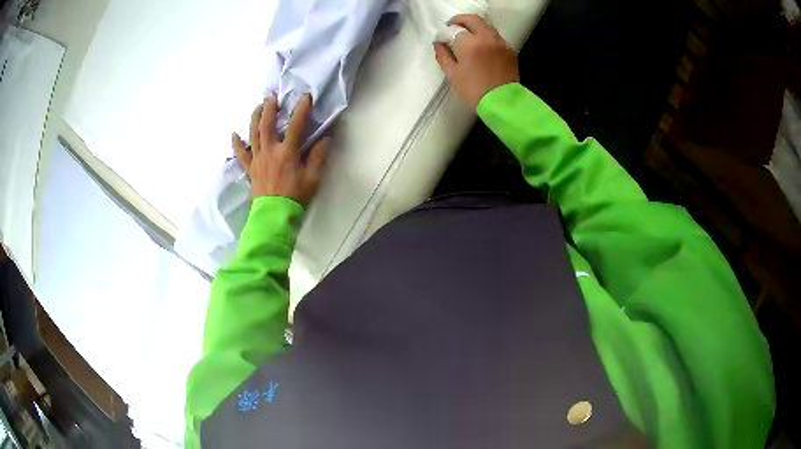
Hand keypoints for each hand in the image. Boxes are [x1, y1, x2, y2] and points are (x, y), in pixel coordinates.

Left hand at [232, 94, 328, 206]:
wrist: (274, 216)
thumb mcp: (313, 178)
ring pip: (253, 134)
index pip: (296, 125)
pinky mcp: (250, 168)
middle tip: (272, 96)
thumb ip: (318, 156)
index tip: (305, 97)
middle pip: (267, 125)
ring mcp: (257, 159)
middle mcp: (270, 151)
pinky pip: (241, 154)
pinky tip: (234, 134)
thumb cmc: (296, 197)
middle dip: (270, 108)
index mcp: (287, 152)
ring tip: (258, 106)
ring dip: (255, 118)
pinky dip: (237, 143)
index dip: (301, 109)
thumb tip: (324, 138)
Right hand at [434, 15, 519, 108]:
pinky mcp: (509, 49)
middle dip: (460, 20)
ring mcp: (500, 42)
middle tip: (453, 28)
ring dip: (474, 26)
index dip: (446, 32)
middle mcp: (487, 37)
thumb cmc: (474, 90)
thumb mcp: (452, 75)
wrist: (502, 103)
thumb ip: (443, 56)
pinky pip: (495, 36)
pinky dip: (486, 35)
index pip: (455, 28)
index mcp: (470, 43)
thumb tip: (438, 44)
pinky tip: (482, 46)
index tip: (443, 38)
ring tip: (467, 36)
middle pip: (473, 19)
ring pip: (486, 25)